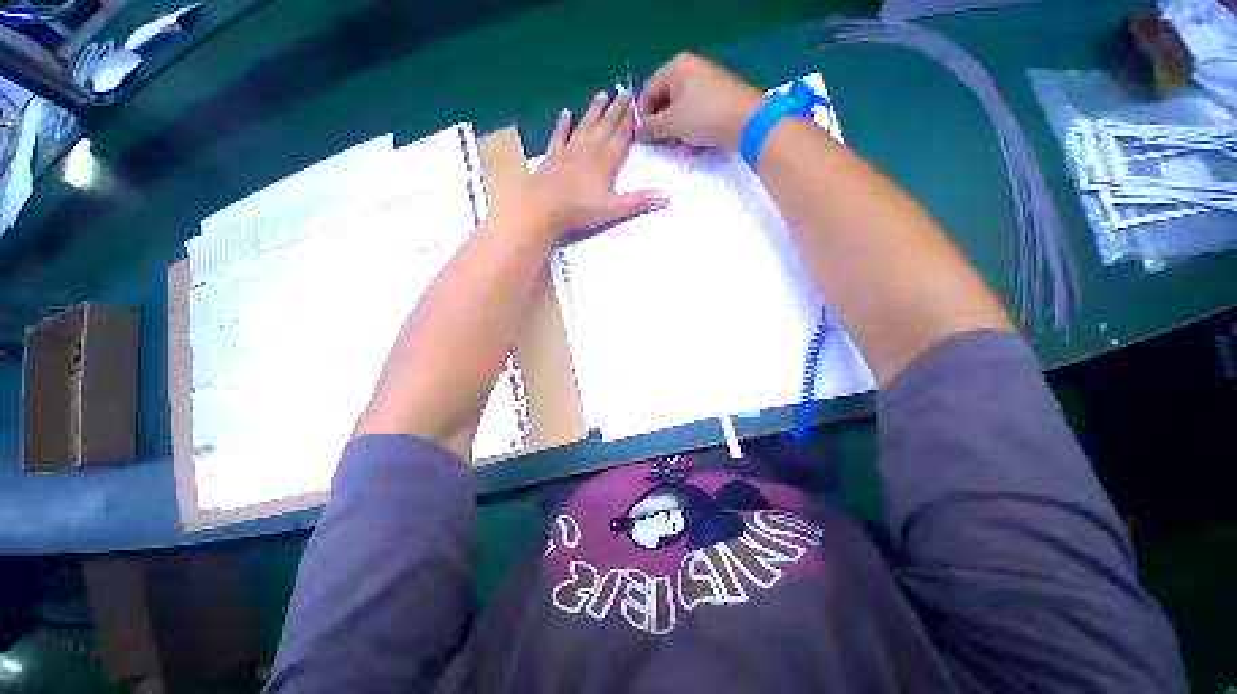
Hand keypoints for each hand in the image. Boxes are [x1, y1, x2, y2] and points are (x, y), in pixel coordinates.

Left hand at [526, 90, 667, 236]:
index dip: (630, 120)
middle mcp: (589, 149)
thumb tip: (667, 197)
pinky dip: (563, 124)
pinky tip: (565, 113)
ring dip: (594, 111)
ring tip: (601, 94)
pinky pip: (559, 135)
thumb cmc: (580, 210)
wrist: (543, 207)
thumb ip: (639, 202)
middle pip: (605, 125)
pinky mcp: (552, 155)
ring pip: (585, 125)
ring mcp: (569, 150)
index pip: (621, 135)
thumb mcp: (613, 209)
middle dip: (616, 109)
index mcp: (606, 160)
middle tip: (624, 92)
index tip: (637, 104)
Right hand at [637, 53, 764, 149]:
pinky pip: (697, 113)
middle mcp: (691, 69)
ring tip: (682, 148)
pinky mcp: (719, 96)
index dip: (644, 116)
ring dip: (678, 132)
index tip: (644, 137)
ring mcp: (707, 82)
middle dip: (663, 126)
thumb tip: (636, 131)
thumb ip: (650, 128)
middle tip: (664, 145)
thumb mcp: (671, 124)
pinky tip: (696, 145)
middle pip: (666, 101)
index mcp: (676, 67)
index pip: (649, 91)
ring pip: (682, 110)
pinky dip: (693, 129)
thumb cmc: (703, 117)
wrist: (747, 121)